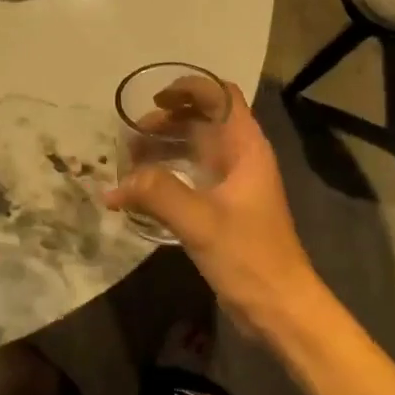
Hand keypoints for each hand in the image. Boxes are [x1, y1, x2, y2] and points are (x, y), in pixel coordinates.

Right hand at [104, 83, 322, 339]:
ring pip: (195, 150)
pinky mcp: (222, 209)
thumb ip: (157, 194)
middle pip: (203, 120)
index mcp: (246, 148)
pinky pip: (190, 178)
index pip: (221, 96)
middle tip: (132, 134)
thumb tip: (113, 186)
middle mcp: (240, 158)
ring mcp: (232, 184)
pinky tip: (140, 190)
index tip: (153, 99)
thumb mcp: (199, 221)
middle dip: (167, 120)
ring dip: (164, 148)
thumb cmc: (249, 256)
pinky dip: (166, 175)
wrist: (280, 307)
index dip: (190, 88)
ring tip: (129, 158)